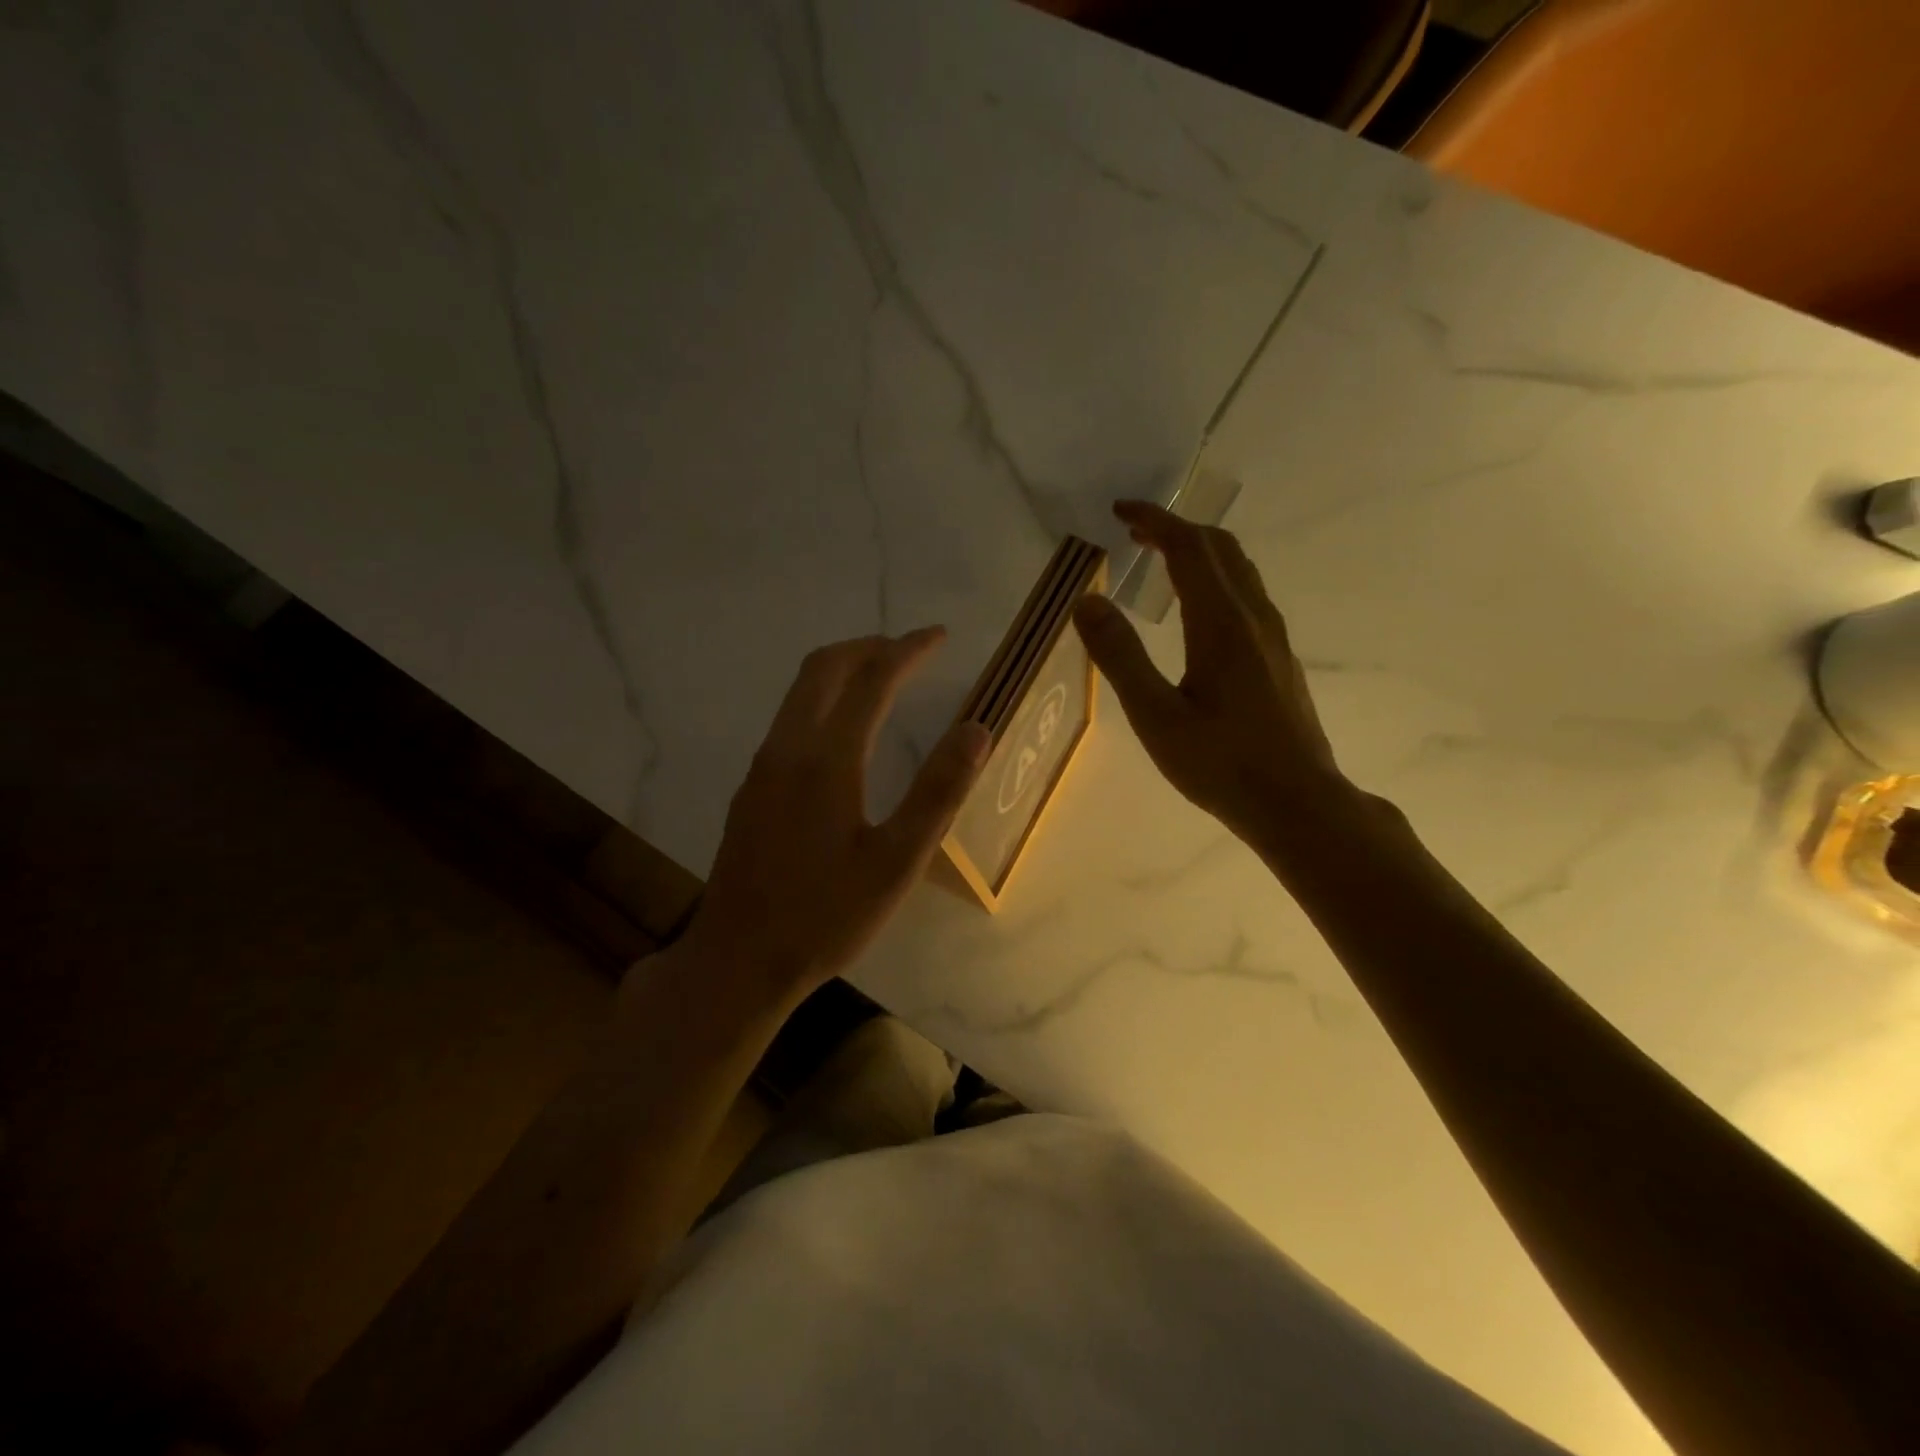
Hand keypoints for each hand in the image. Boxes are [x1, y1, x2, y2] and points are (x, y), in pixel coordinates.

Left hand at [675, 629, 989, 1001]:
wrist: (737, 960)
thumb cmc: (825, 916)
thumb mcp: (897, 862)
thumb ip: (938, 792)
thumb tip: (976, 729)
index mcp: (826, 759)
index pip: (871, 680)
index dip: (907, 650)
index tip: (938, 636)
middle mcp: (787, 748)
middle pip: (823, 668)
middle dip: (869, 647)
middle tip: (910, 649)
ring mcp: (762, 767)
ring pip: (799, 691)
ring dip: (842, 670)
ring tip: (883, 677)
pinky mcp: (751, 789)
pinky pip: (789, 718)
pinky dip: (823, 699)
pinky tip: (843, 730)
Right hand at [1072, 501, 1357, 860]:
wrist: (1297, 802)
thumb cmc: (1221, 764)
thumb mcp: (1156, 716)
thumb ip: (1120, 656)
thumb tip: (1086, 601)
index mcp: (1221, 623)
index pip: (1188, 548)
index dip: (1155, 521)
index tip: (1120, 510)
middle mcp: (1253, 617)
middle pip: (1220, 548)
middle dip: (1176, 528)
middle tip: (1134, 531)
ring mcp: (1273, 637)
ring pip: (1239, 570)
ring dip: (1199, 551)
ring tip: (1160, 559)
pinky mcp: (1279, 658)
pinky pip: (1247, 594)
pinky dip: (1215, 577)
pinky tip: (1195, 610)